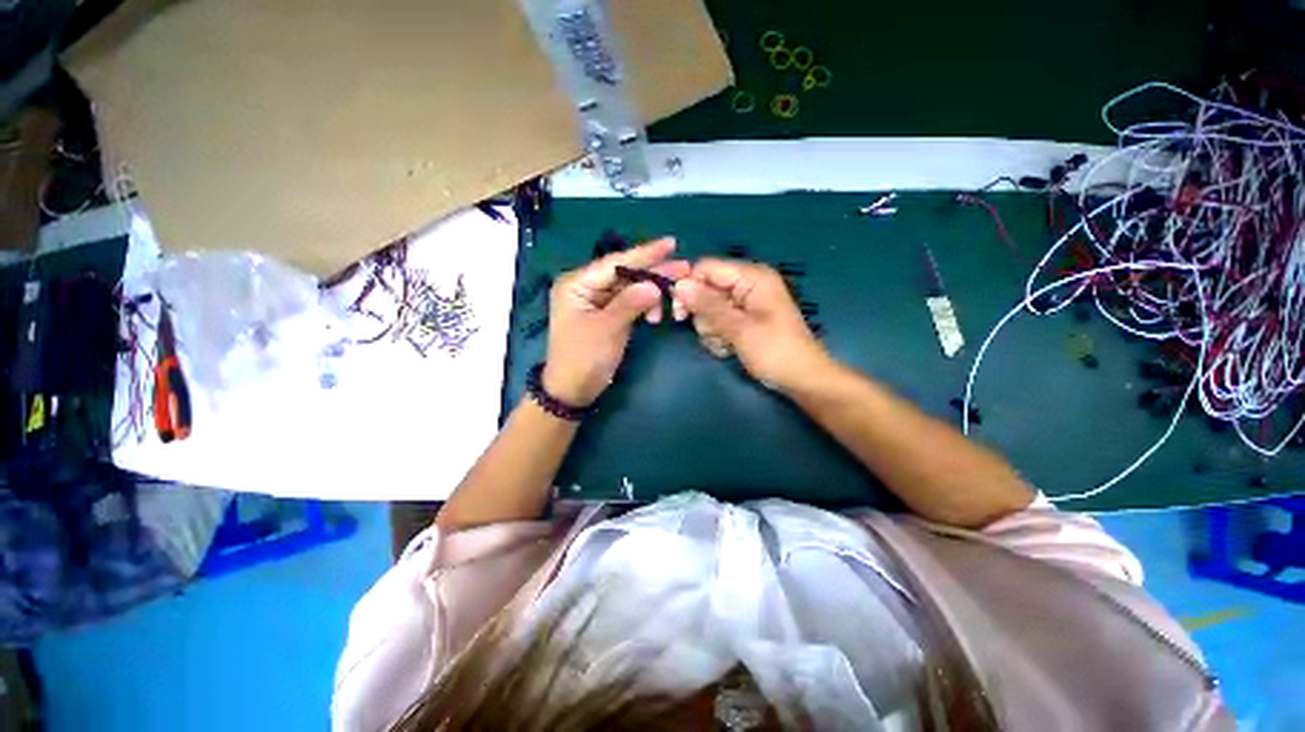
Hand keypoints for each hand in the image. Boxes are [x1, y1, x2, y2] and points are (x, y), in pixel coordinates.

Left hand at [544, 238, 689, 405]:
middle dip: (654, 272)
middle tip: (684, 267)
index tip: (671, 243)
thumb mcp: (607, 329)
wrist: (573, 390)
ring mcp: (597, 301)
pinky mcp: (607, 315)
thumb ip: (630, 304)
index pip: (615, 263)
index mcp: (577, 284)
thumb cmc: (584, 358)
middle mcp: (586, 287)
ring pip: (630, 288)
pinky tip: (658, 314)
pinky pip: (629, 303)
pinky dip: (645, 306)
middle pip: (625, 273)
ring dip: (652, 293)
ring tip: (676, 298)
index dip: (644, 253)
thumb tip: (654, 285)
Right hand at [674, 258, 830, 391]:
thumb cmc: (775, 351)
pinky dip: (718, 337)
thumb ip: (707, 305)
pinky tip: (730, 349)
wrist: (802, 379)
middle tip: (716, 334)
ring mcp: (745, 303)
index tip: (679, 313)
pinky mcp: (743, 319)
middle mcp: (746, 284)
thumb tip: (678, 285)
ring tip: (727, 345)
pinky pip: (718, 322)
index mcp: (751, 276)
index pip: (706, 268)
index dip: (689, 287)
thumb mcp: (738, 328)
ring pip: (708, 310)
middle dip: (704, 316)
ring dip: (711, 331)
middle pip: (705, 290)